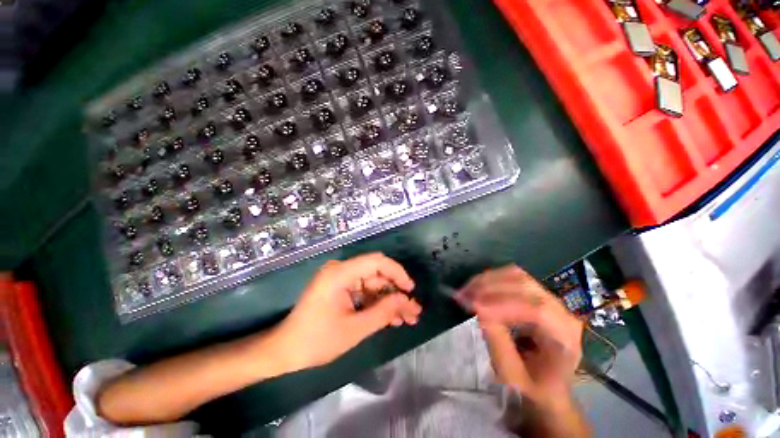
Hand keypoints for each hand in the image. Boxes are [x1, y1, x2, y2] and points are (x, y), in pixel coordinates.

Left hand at [273, 253, 421, 370]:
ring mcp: (340, 279)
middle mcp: (341, 270)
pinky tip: (391, 318)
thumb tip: (406, 300)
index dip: (397, 273)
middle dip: (396, 292)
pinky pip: (364, 291)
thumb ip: (383, 312)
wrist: (285, 351)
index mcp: (340, 273)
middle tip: (413, 310)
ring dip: (389, 300)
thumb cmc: (316, 341)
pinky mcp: (340, 288)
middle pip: (377, 274)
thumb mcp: (354, 329)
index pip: (376, 262)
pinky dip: (377, 303)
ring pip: (373, 284)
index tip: (410, 289)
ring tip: (407, 318)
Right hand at [457, 265, 582, 406]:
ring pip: (516, 276)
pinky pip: (512, 277)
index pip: (537, 310)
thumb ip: (498, 342)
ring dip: (487, 280)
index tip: (473, 306)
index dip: (503, 304)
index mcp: (565, 336)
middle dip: (490, 287)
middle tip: (463, 295)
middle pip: (525, 285)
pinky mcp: (536, 293)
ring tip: (466, 290)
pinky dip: (491, 279)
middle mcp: (562, 311)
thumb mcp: (513, 375)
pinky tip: (476, 287)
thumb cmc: (532, 387)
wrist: (546, 384)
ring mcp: (549, 298)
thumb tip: (478, 308)